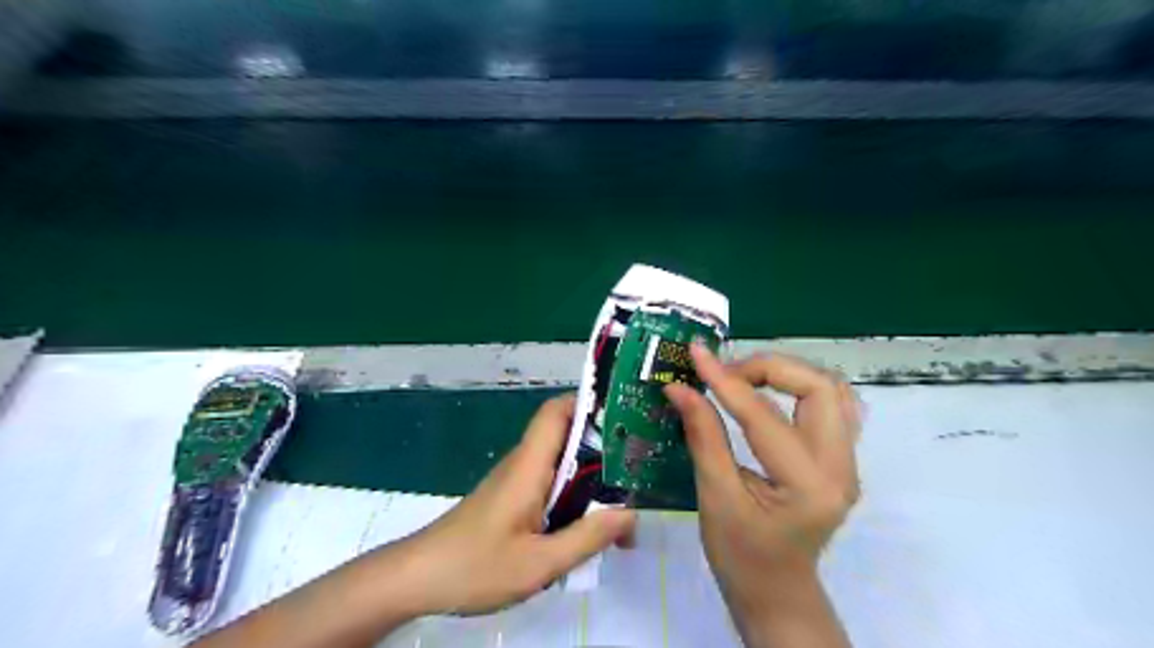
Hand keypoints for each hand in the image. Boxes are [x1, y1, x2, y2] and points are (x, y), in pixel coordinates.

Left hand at [394, 392, 629, 614]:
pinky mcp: (511, 497)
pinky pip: (550, 482)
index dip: (588, 403)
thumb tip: (630, 514)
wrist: (417, 578)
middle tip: (638, 464)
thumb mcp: (539, 563)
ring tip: (625, 495)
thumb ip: (587, 537)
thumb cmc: (475, 566)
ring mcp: (516, 480)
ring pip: (560, 461)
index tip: (624, 416)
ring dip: (591, 473)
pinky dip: (574, 492)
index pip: (556, 411)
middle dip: (603, 444)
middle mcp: (524, 463)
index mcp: (529, 465)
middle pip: (566, 434)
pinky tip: (589, 520)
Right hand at [662, 343, 861, 647]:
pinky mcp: (840, 458)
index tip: (696, 355)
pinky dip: (798, 387)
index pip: (765, 415)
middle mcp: (840, 468)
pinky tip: (769, 394)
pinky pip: (830, 405)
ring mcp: (847, 462)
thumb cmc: (741, 556)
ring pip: (830, 389)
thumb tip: (679, 388)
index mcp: (808, 486)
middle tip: (725, 374)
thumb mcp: (715, 498)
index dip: (726, 380)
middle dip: (768, 368)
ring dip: (786, 373)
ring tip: (743, 379)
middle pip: (819, 387)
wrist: (777, 592)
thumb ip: (703, 436)